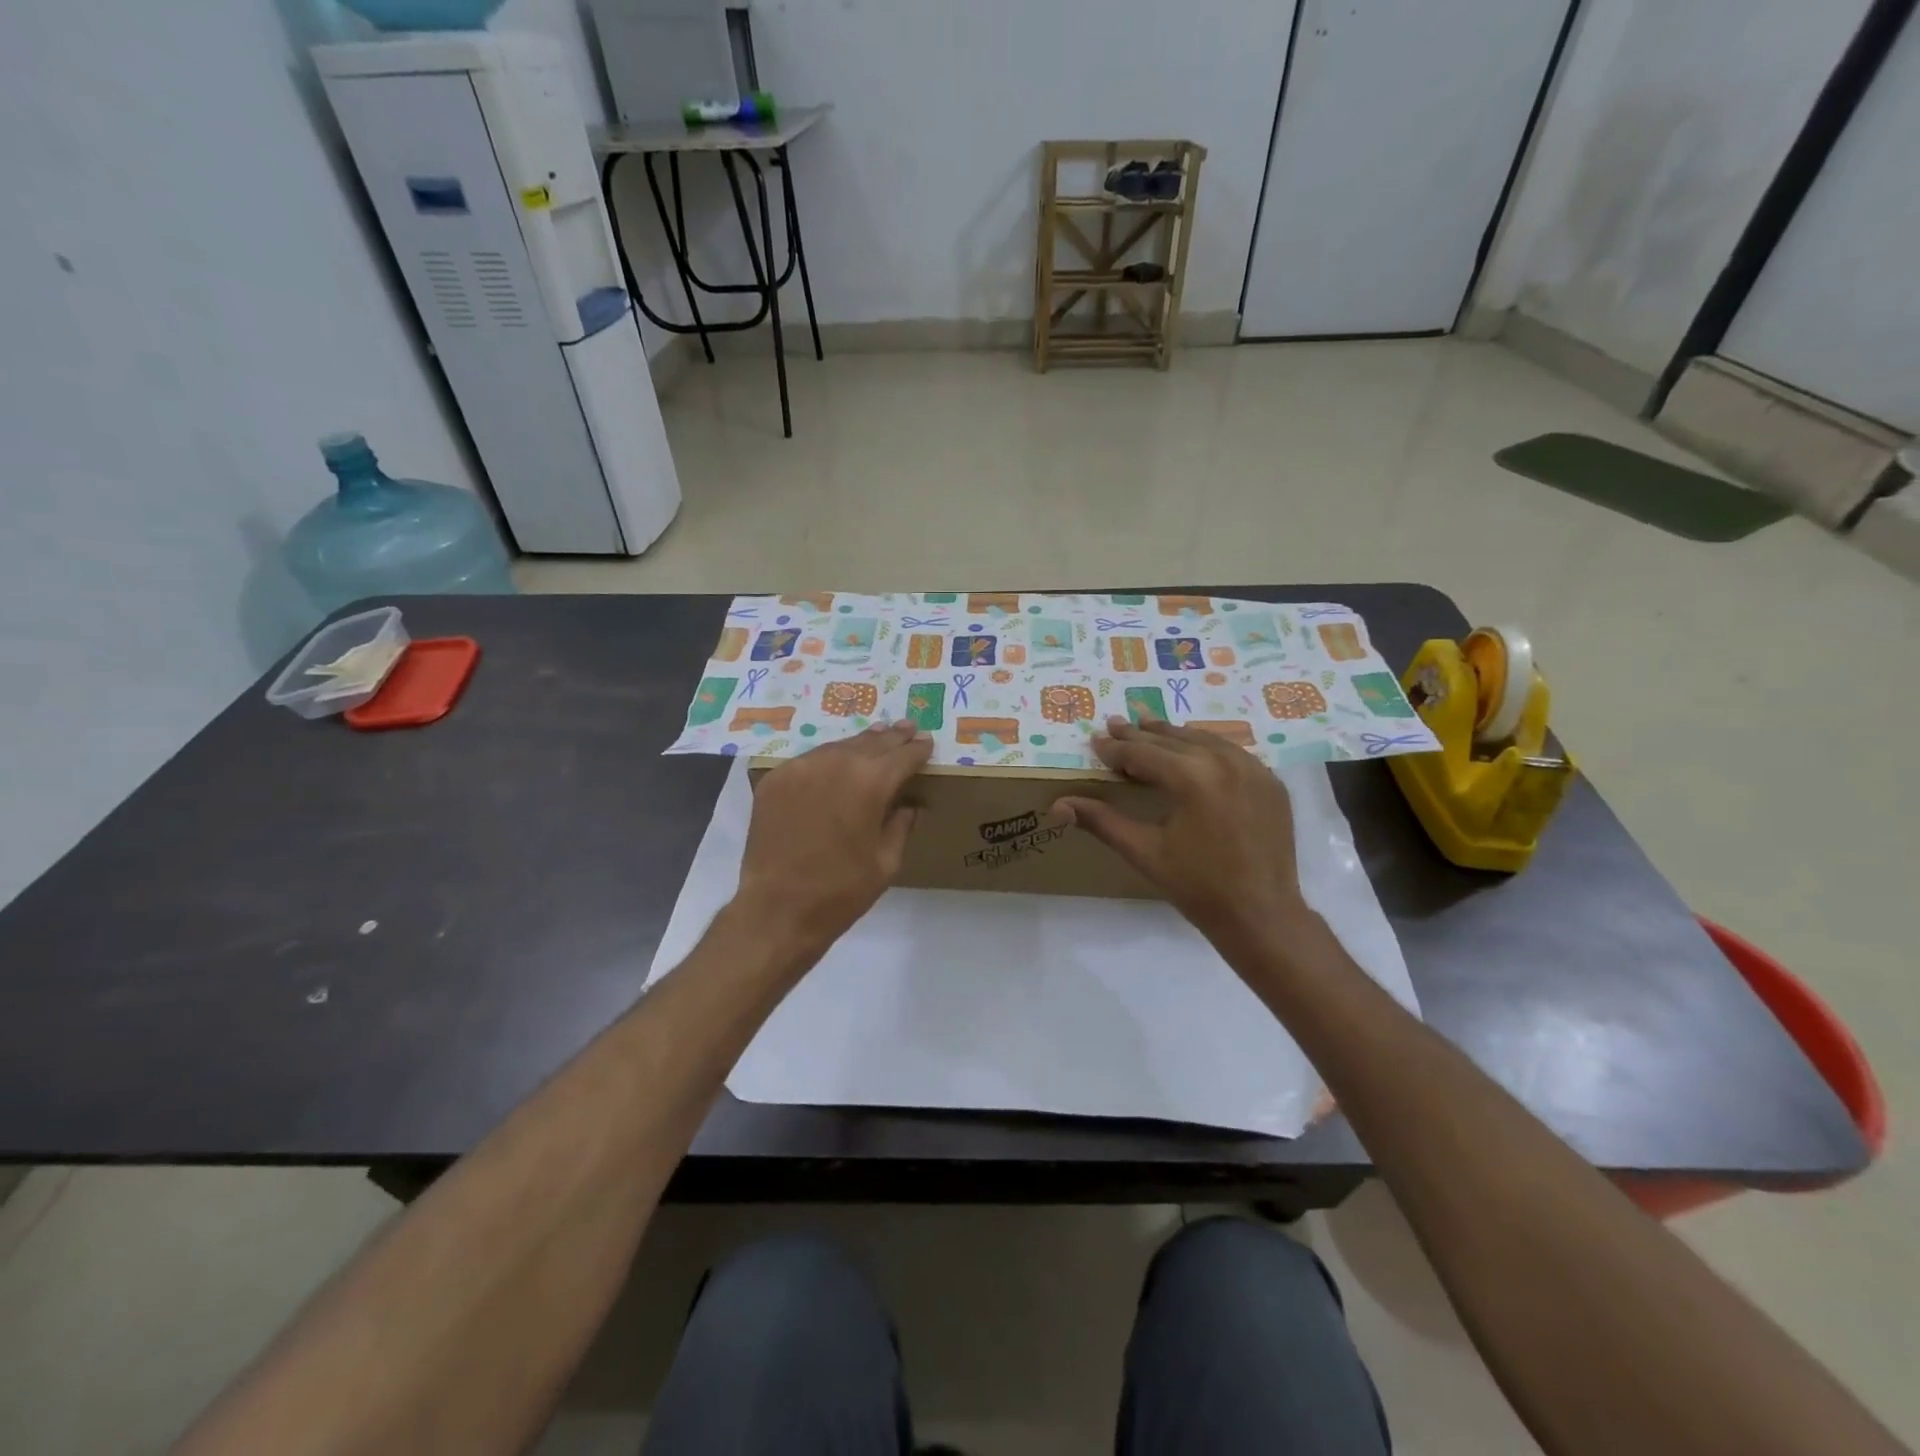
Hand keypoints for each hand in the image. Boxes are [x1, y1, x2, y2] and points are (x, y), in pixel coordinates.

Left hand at [735, 721, 932, 949]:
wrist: (777, 909)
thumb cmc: (841, 891)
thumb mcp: (886, 862)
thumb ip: (901, 825)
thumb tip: (908, 805)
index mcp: (870, 782)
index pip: (902, 755)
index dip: (917, 749)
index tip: (926, 742)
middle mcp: (835, 763)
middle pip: (870, 742)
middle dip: (892, 737)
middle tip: (907, 728)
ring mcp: (800, 768)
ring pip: (838, 747)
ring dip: (860, 744)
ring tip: (875, 737)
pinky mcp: (775, 780)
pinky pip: (809, 761)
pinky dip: (827, 760)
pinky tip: (835, 765)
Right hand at [1054, 716, 1308, 950]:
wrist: (1262, 914)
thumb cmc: (1197, 886)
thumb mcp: (1144, 852)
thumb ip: (1101, 821)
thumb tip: (1057, 805)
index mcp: (1192, 778)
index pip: (1143, 753)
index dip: (1116, 748)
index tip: (1096, 739)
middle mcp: (1225, 762)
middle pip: (1173, 740)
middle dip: (1141, 733)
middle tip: (1116, 723)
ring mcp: (1253, 769)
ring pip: (1204, 740)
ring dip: (1173, 735)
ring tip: (1150, 726)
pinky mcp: (1270, 781)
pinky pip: (1232, 752)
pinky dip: (1207, 747)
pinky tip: (1194, 749)